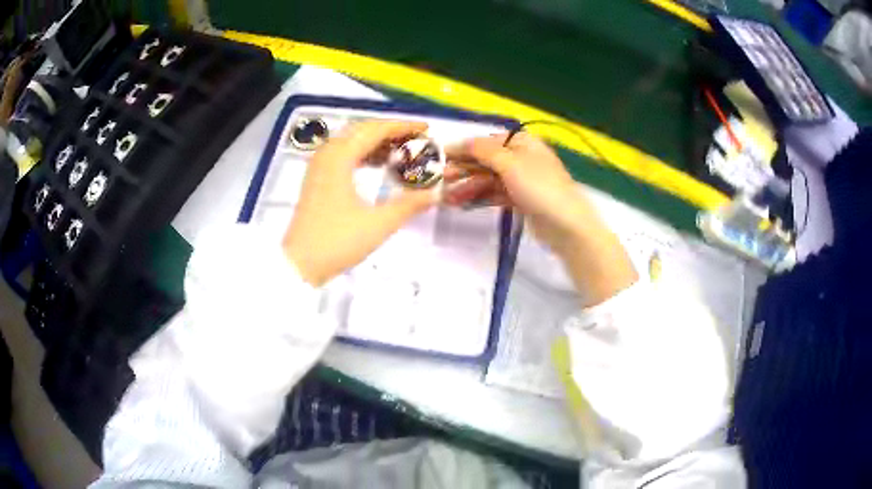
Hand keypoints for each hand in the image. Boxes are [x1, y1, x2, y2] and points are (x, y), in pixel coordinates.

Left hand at [283, 121, 438, 285]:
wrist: (299, 264)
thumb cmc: (336, 242)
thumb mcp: (378, 224)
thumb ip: (410, 205)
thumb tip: (435, 193)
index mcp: (339, 158)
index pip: (375, 130)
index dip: (403, 127)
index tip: (426, 129)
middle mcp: (327, 155)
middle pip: (362, 131)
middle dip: (391, 132)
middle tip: (416, 140)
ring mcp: (319, 166)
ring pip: (351, 142)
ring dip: (377, 143)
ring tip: (402, 152)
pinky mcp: (317, 179)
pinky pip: (343, 155)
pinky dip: (363, 154)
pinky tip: (378, 165)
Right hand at [444, 132, 586, 250]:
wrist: (566, 225)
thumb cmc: (539, 187)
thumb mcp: (510, 163)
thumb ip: (483, 151)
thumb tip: (462, 142)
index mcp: (522, 143)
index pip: (486, 141)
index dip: (463, 148)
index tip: (440, 157)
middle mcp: (521, 158)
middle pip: (486, 160)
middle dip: (463, 170)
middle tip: (441, 181)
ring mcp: (521, 180)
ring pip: (489, 179)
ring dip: (468, 186)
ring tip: (447, 199)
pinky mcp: (521, 199)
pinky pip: (495, 194)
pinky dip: (480, 197)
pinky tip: (463, 204)